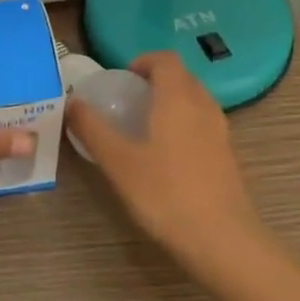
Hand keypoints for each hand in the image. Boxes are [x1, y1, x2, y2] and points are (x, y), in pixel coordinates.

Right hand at [67, 51, 261, 265]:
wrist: (222, 241)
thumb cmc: (165, 194)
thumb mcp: (118, 162)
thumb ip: (92, 129)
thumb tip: (71, 103)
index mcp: (178, 98)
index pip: (165, 59)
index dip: (143, 61)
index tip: (122, 78)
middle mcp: (203, 106)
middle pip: (182, 77)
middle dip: (155, 81)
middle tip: (128, 101)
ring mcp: (221, 132)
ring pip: (195, 101)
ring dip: (171, 103)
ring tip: (144, 127)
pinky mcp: (228, 156)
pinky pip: (203, 124)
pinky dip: (184, 125)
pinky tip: (165, 155)